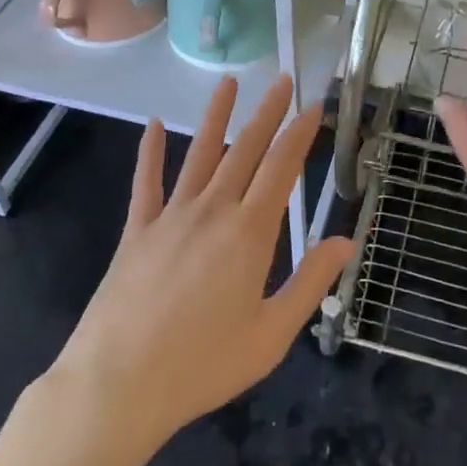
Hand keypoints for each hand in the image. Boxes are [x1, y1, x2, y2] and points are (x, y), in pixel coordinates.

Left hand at [49, 75, 353, 453]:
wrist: (118, 384)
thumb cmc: (203, 365)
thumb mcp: (272, 334)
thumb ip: (311, 282)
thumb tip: (347, 240)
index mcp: (250, 233)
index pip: (281, 168)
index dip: (300, 134)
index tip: (313, 105)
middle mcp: (213, 210)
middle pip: (245, 150)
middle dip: (267, 113)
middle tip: (283, 80)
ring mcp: (171, 216)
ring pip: (200, 154)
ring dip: (217, 116)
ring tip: (229, 83)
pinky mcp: (137, 230)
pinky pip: (146, 182)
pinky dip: (151, 151)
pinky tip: (156, 125)